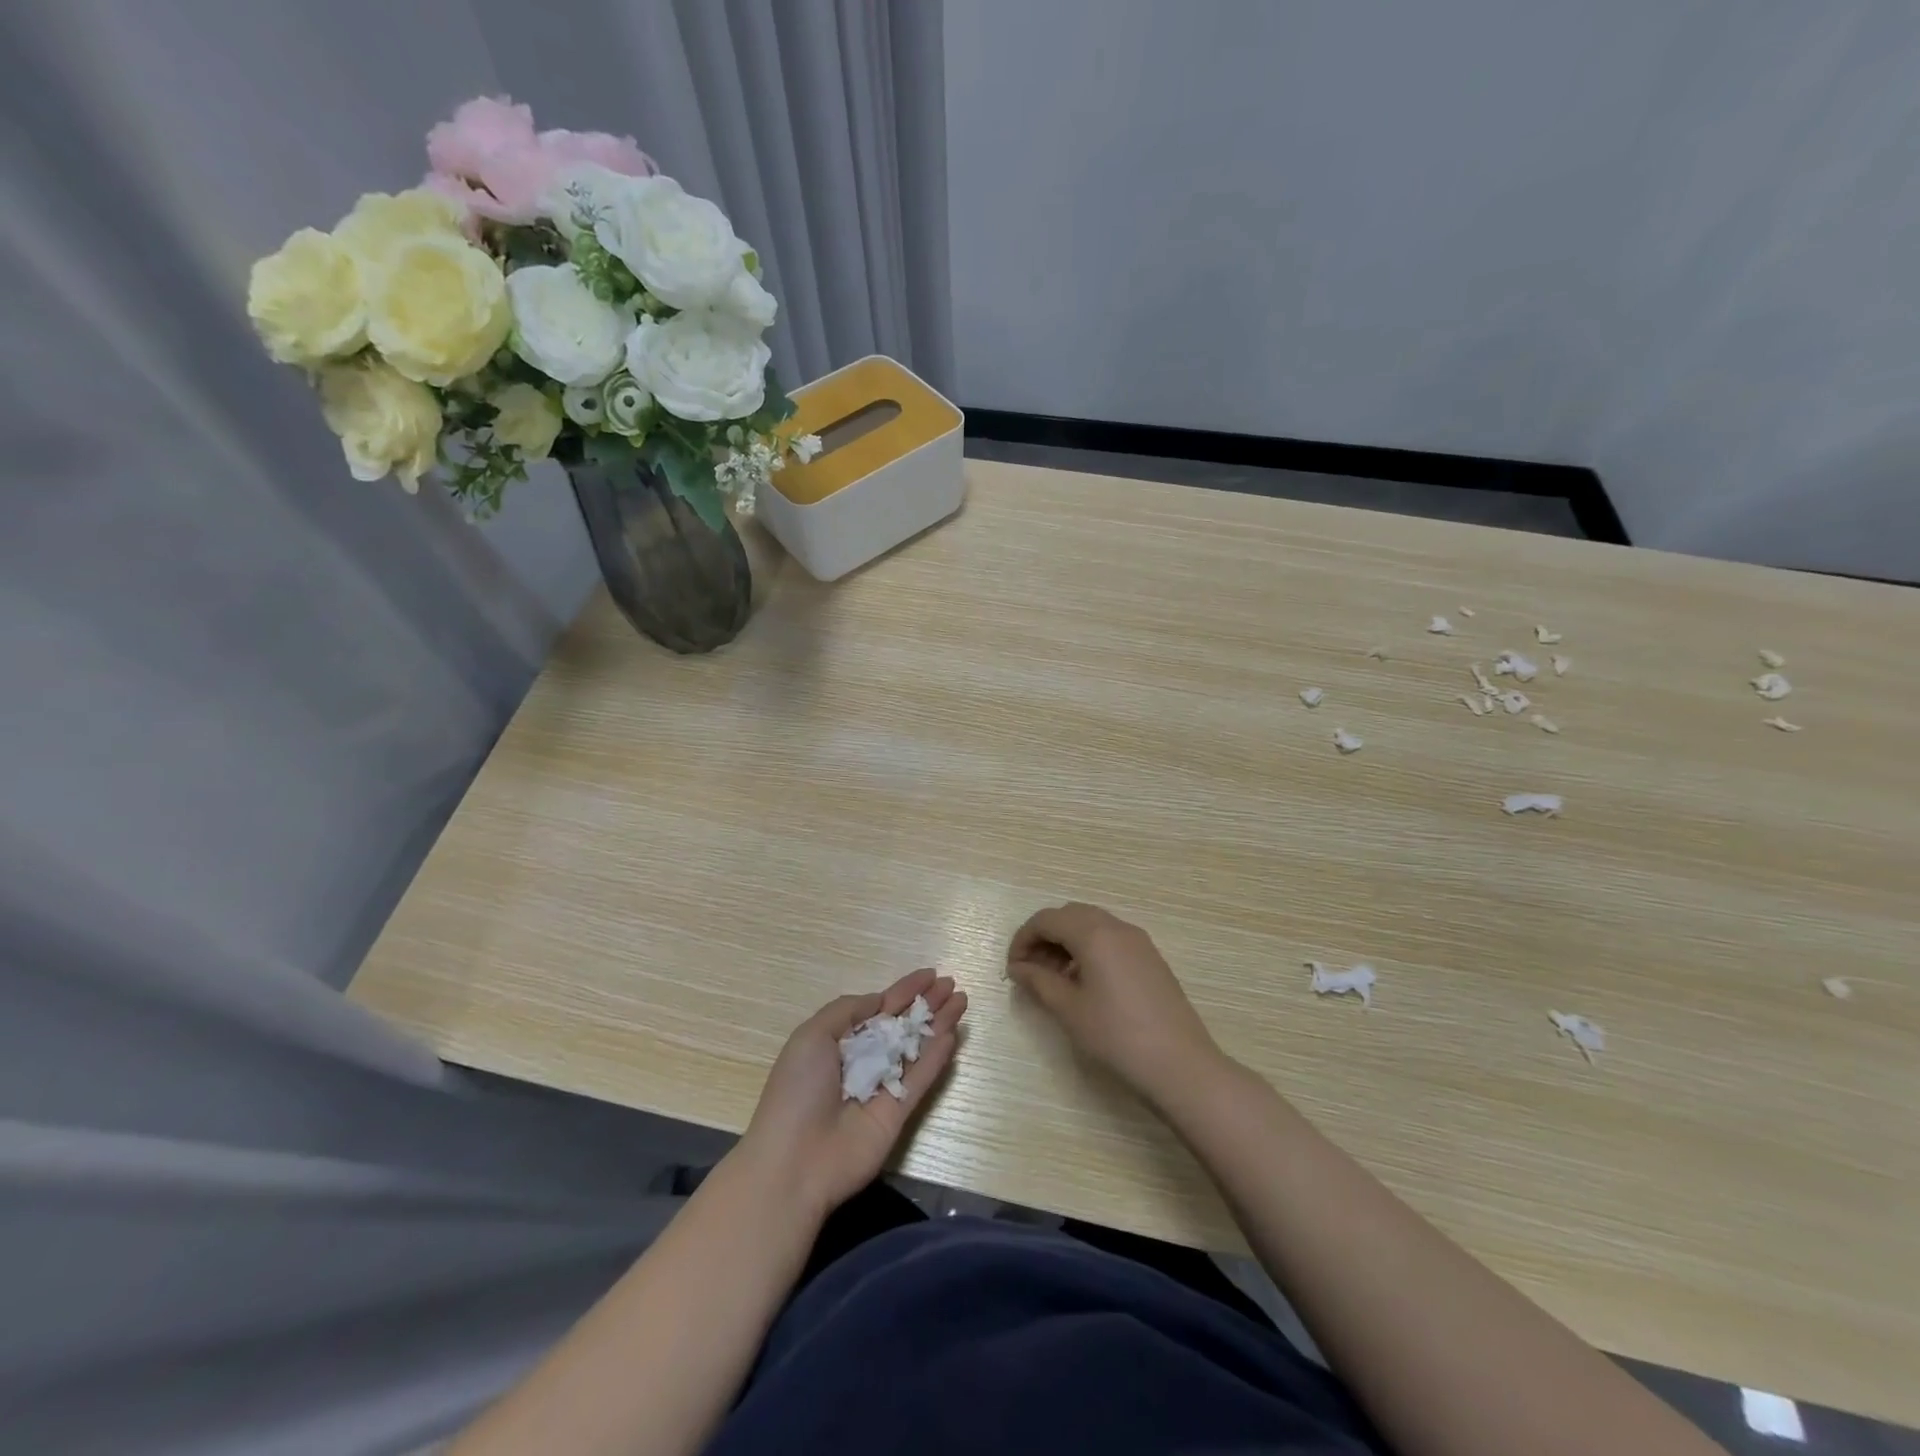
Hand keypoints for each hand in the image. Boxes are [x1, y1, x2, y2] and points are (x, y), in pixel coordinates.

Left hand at [738, 968, 967, 1219]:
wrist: (794, 1162)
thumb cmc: (797, 1091)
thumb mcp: (812, 1036)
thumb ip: (848, 1011)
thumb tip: (879, 1001)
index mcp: (838, 1041)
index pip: (878, 1008)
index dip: (904, 990)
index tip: (930, 975)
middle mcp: (863, 1060)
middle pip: (902, 1025)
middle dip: (926, 1003)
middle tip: (952, 985)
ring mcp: (883, 1086)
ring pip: (917, 1047)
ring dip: (939, 1024)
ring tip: (962, 1000)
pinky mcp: (898, 1112)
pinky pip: (921, 1078)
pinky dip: (936, 1057)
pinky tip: (952, 1035)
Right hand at [1007, 902, 1225, 1108]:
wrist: (1180, 1065)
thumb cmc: (1117, 1036)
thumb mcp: (1069, 1010)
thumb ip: (1039, 982)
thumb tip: (1018, 968)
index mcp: (1094, 933)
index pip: (1047, 919)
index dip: (1023, 939)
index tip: (1013, 968)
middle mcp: (1117, 927)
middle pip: (1070, 916)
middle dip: (1045, 937)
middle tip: (1030, 971)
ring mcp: (1138, 941)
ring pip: (1092, 926)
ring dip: (1067, 943)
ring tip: (1054, 980)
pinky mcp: (1151, 958)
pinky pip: (1111, 940)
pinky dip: (1089, 950)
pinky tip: (1084, 984)